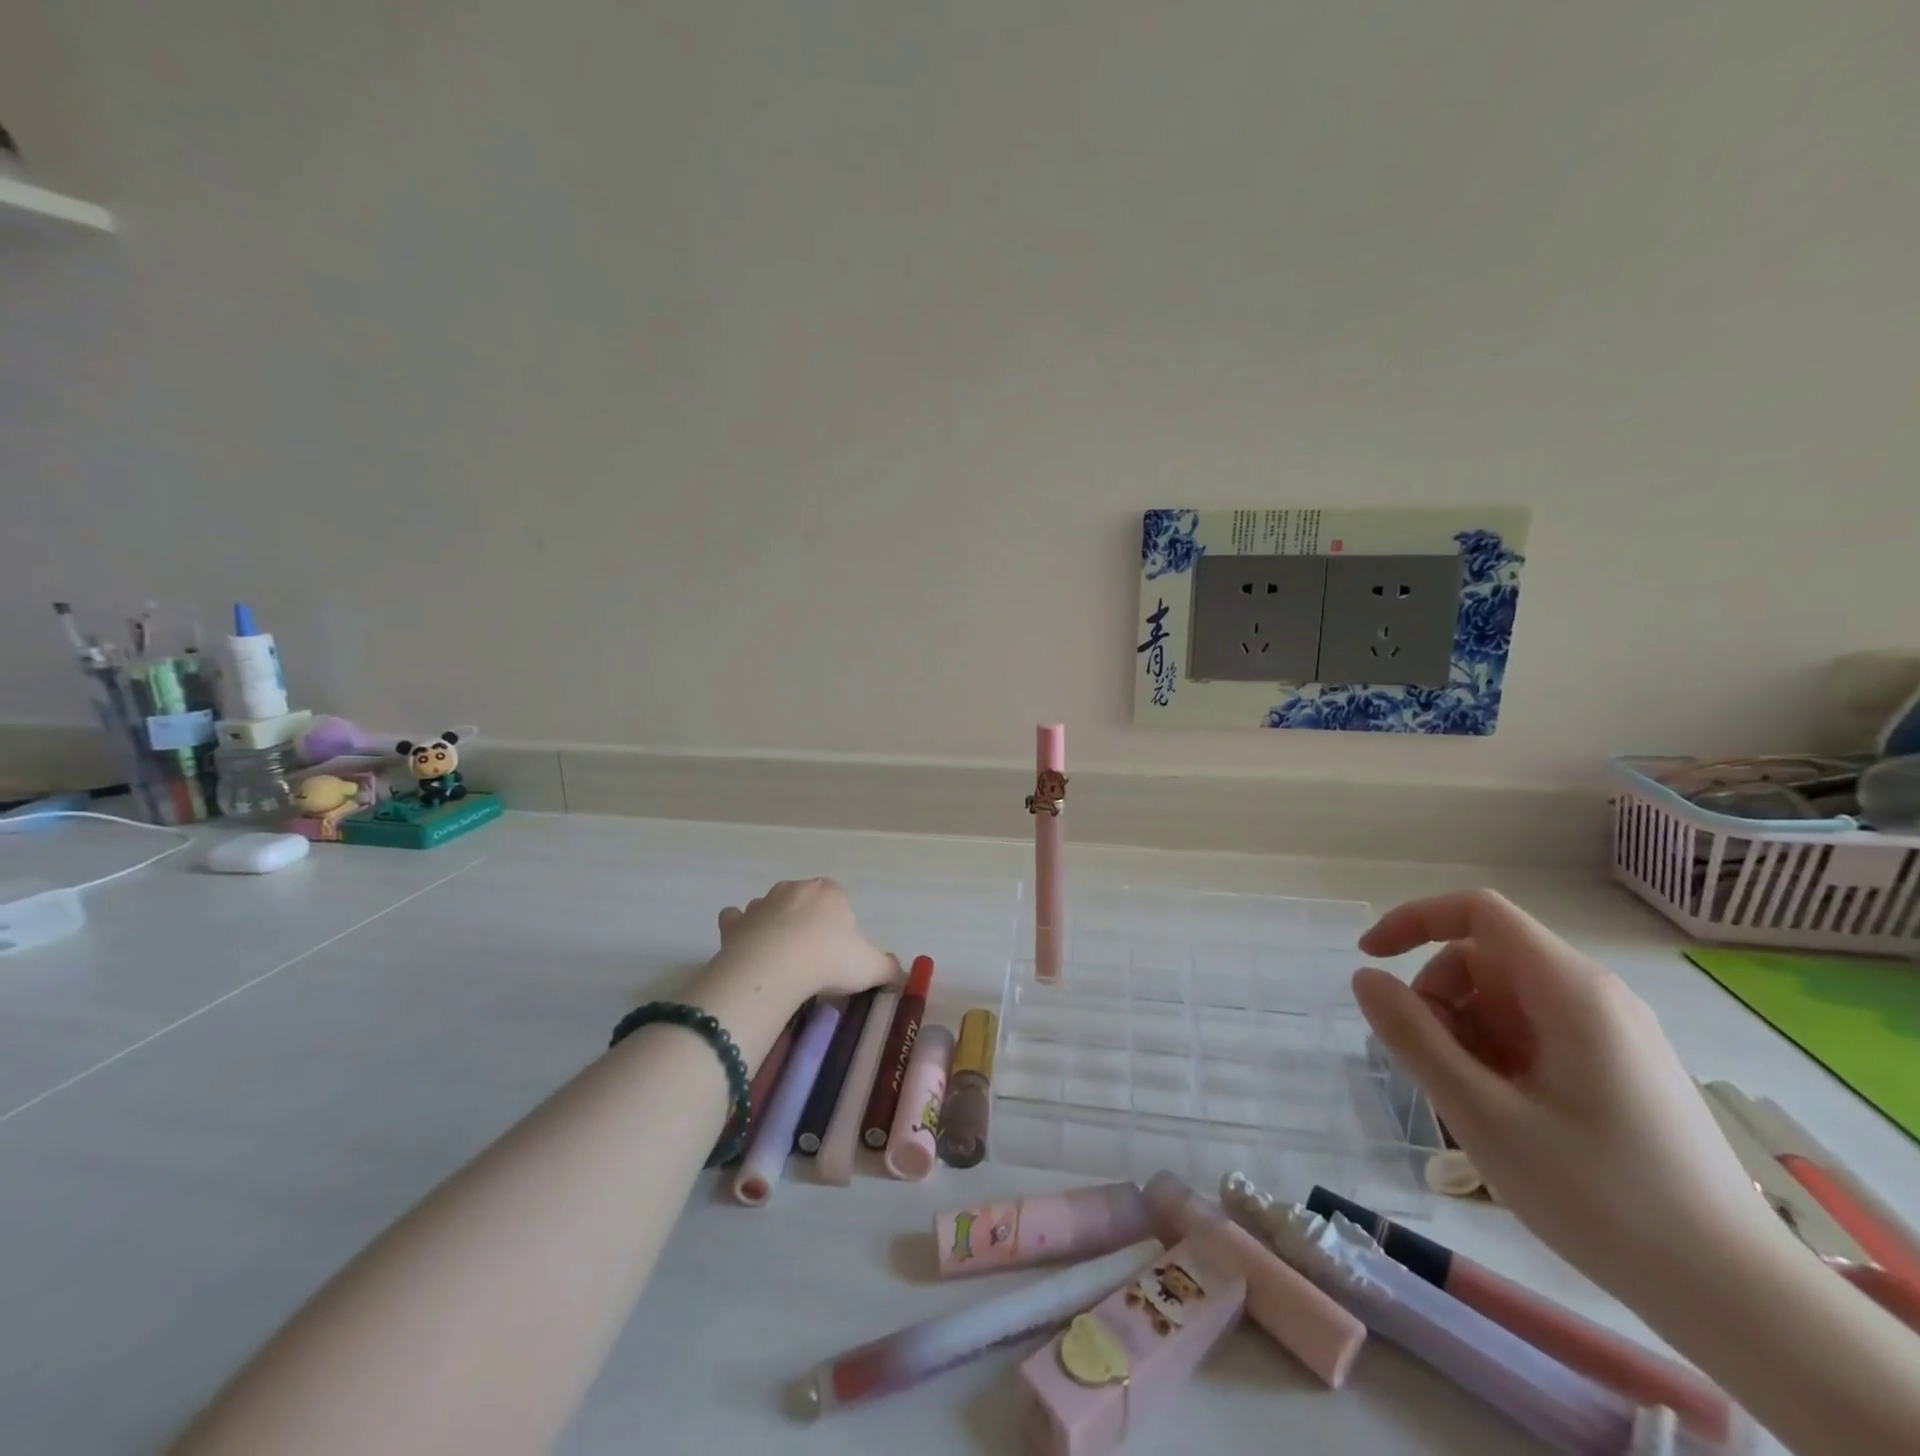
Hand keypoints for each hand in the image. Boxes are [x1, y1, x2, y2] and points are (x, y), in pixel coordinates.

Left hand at [712, 879, 897, 1005]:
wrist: (776, 968)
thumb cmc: (829, 959)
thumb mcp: (871, 966)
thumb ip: (887, 966)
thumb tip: (897, 970)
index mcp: (829, 892)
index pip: (838, 899)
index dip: (840, 924)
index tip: (840, 952)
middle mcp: (794, 889)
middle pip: (804, 901)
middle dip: (807, 921)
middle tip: (813, 957)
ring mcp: (761, 904)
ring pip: (771, 908)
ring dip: (774, 925)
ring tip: (781, 959)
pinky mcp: (735, 924)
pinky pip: (736, 920)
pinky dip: (740, 929)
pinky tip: (745, 947)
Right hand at [1350, 889, 1776, 1294]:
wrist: (1736, 1296)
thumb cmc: (1600, 1196)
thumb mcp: (1482, 1114)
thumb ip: (1413, 1037)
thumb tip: (1365, 977)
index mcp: (1569, 990)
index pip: (1477, 911)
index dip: (1414, 920)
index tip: (1371, 960)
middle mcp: (1595, 996)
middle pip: (1485, 958)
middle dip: (1439, 998)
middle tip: (1430, 1065)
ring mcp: (1613, 1032)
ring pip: (1505, 999)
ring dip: (1464, 1032)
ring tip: (1471, 1102)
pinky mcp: (1619, 1067)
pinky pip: (1534, 1032)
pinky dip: (1497, 1054)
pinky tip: (1503, 1114)